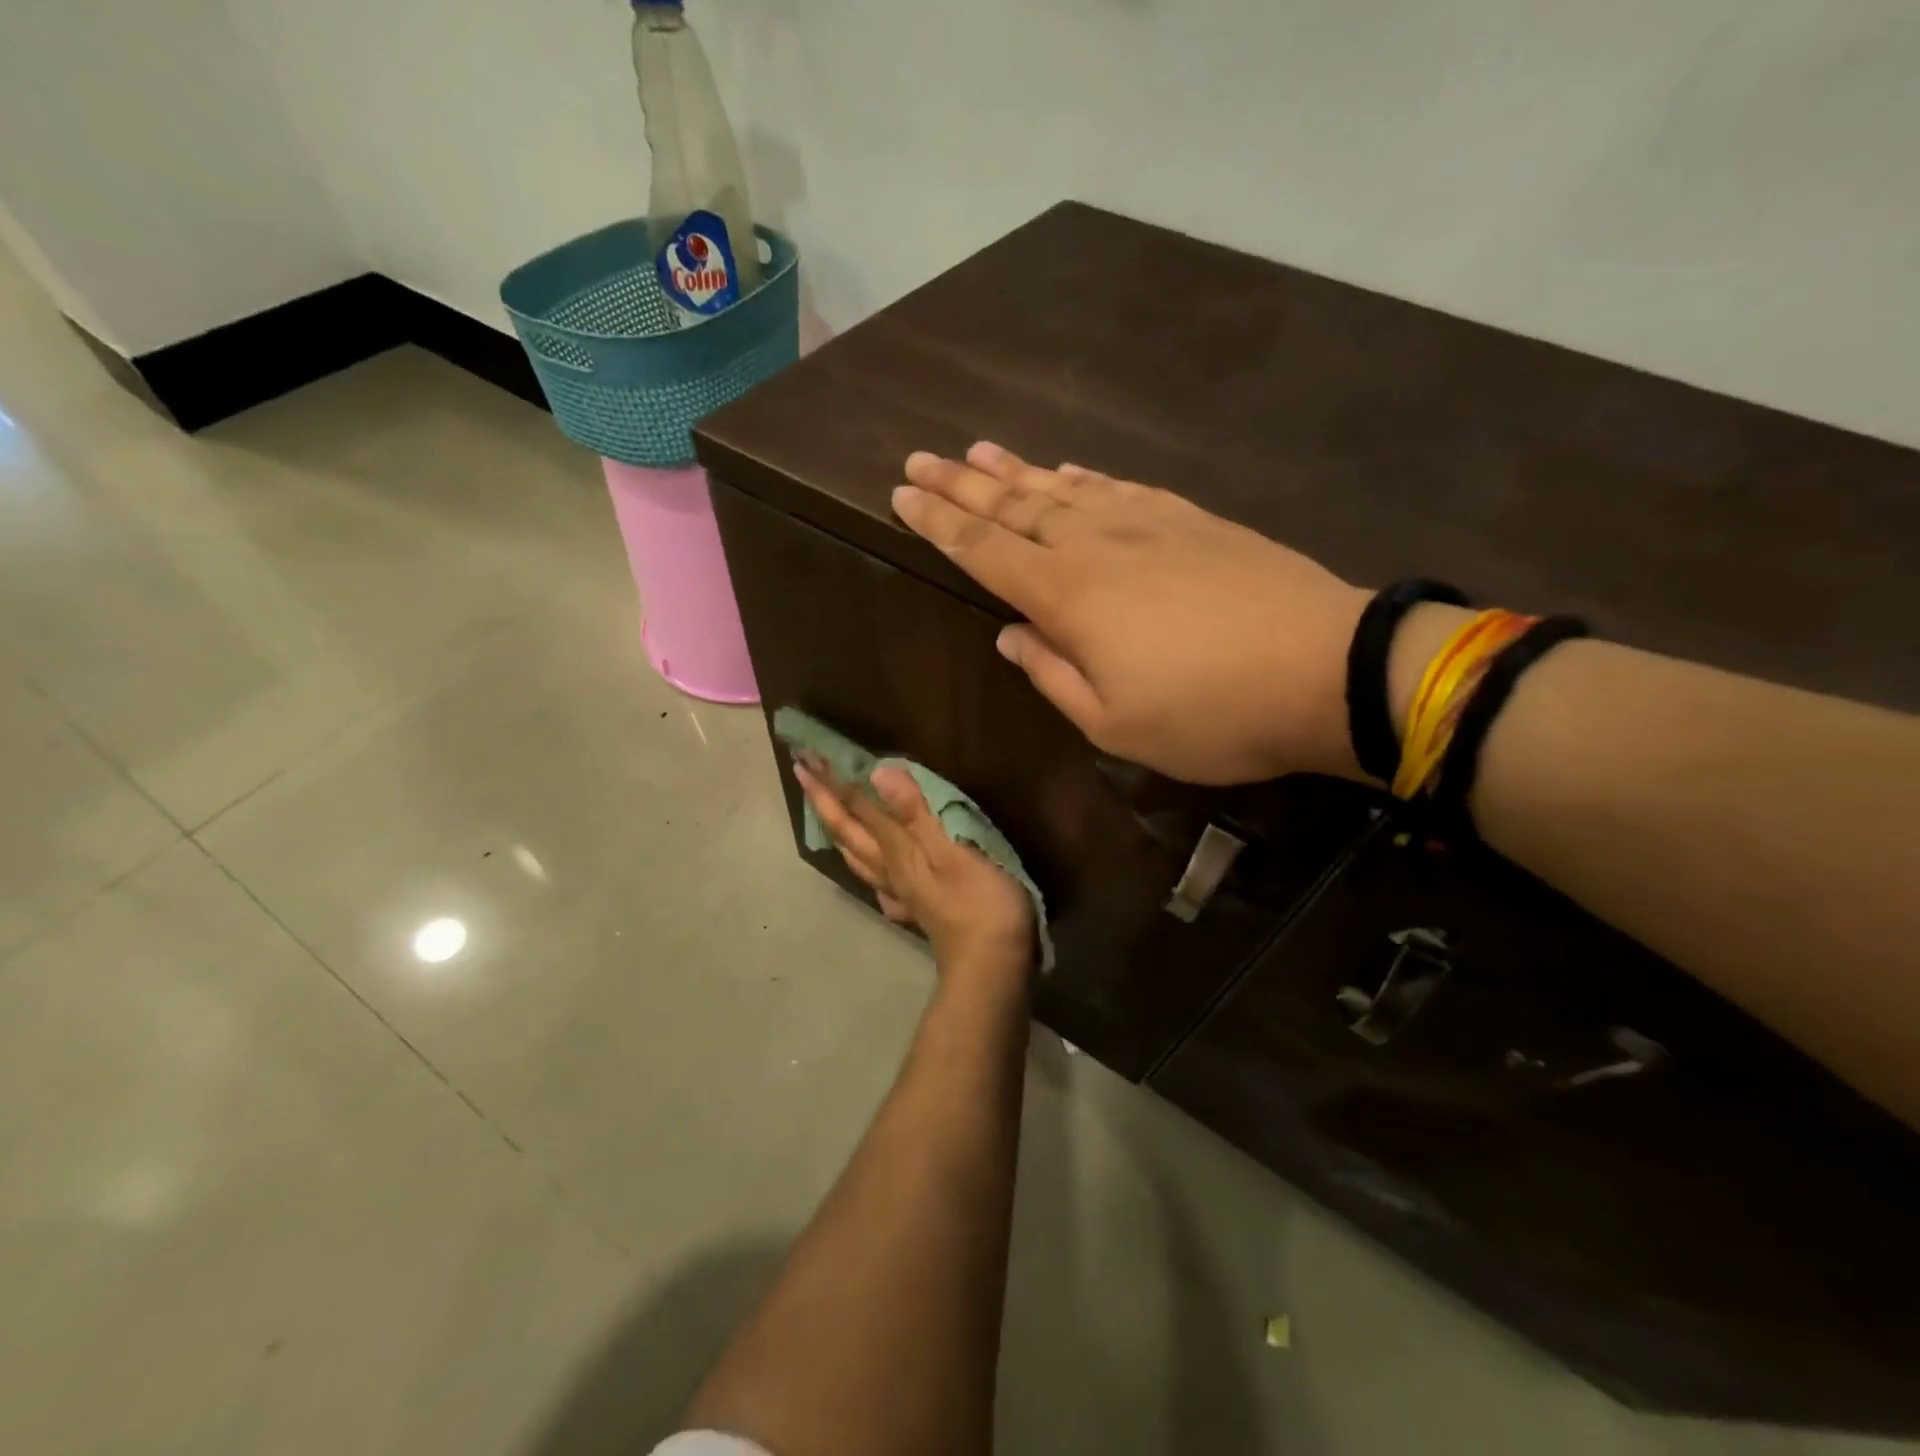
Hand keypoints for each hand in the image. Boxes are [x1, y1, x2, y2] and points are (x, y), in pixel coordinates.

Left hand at [794, 758, 1036, 979]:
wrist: (993, 964)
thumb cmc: (980, 900)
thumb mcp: (953, 849)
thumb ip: (915, 812)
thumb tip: (878, 772)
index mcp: (897, 849)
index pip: (857, 807)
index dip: (833, 781)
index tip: (806, 756)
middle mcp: (890, 869)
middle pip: (849, 831)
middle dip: (824, 800)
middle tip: (803, 772)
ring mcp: (902, 893)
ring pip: (859, 858)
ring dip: (839, 832)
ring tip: (826, 817)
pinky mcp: (919, 911)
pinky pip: (882, 886)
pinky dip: (870, 874)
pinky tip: (875, 878)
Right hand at [891, 443, 1370, 785]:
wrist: (1324, 668)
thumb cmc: (1209, 714)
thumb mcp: (1113, 723)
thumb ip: (1052, 675)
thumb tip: (1011, 635)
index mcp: (1067, 597)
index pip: (983, 550)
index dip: (938, 522)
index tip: (902, 494)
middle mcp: (1096, 545)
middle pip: (1014, 506)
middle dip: (961, 484)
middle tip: (920, 458)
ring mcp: (1147, 524)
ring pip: (1062, 489)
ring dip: (1014, 471)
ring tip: (977, 450)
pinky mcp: (1191, 519)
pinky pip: (1118, 488)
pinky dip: (1082, 478)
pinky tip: (1067, 471)